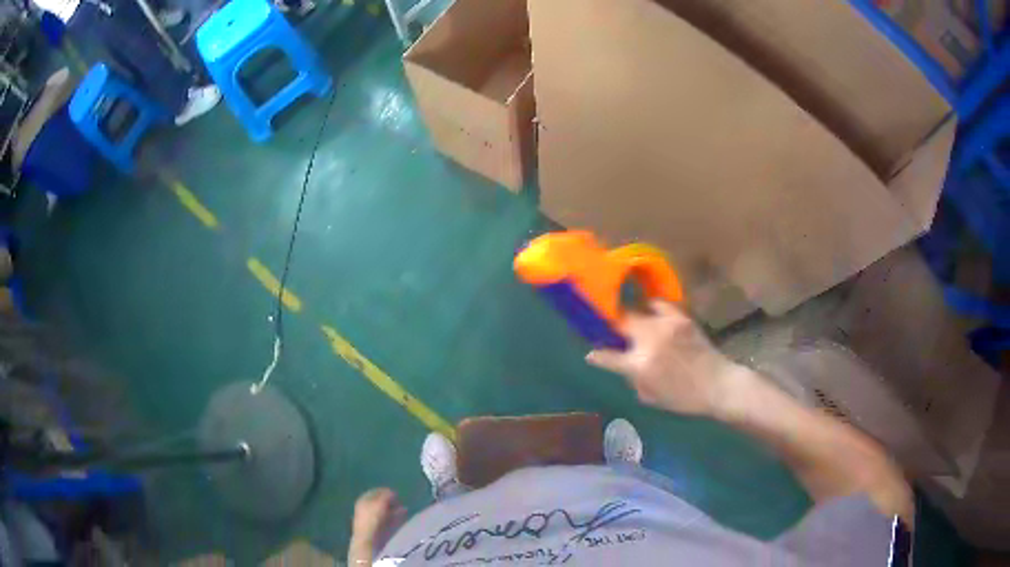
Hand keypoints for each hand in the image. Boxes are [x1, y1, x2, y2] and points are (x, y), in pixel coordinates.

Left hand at [350, 488, 406, 557]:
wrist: (369, 539)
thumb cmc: (372, 517)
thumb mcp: (379, 502)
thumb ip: (386, 495)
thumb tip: (392, 492)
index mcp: (363, 500)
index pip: (374, 492)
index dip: (385, 491)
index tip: (396, 492)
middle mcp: (366, 508)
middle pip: (380, 502)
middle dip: (391, 501)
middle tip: (401, 501)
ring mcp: (371, 519)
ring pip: (385, 511)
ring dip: (395, 510)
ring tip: (405, 509)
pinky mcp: (377, 528)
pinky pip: (388, 520)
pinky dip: (395, 517)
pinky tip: (402, 517)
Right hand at [586, 300, 746, 415]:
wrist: (718, 384)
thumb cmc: (684, 398)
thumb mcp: (651, 397)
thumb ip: (632, 378)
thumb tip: (623, 364)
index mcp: (640, 365)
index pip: (608, 356)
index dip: (597, 355)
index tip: (591, 353)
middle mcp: (650, 340)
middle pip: (621, 322)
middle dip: (613, 326)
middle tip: (612, 332)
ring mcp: (666, 325)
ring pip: (638, 311)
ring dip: (632, 318)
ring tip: (634, 324)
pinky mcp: (681, 317)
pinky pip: (658, 304)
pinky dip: (651, 308)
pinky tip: (652, 315)